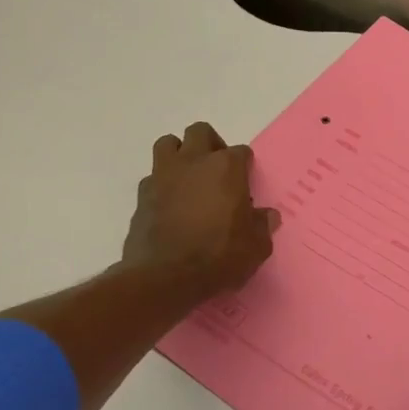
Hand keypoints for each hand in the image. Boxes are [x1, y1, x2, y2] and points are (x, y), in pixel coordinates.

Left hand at [122, 121, 278, 304]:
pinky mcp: (141, 195)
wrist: (165, 277)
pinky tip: (170, 205)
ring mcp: (163, 176)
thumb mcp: (255, 246)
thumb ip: (262, 225)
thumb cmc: (219, 256)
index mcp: (226, 168)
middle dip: (210, 145)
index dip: (245, 168)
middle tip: (217, 171)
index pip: (241, 152)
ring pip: (168, 144)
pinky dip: (162, 185)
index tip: (246, 187)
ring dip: (180, 155)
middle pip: (200, 132)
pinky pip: (153, 177)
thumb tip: (267, 215)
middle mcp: (193, 162)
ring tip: (189, 179)